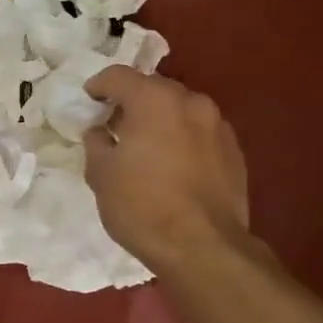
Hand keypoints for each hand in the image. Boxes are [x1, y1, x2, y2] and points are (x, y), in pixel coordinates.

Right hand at [82, 67, 253, 275]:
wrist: (203, 247)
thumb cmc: (142, 206)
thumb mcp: (101, 175)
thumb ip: (96, 144)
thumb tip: (99, 132)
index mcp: (154, 100)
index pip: (118, 76)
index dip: (98, 86)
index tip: (88, 102)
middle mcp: (190, 102)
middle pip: (154, 88)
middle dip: (132, 102)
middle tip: (115, 126)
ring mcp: (218, 125)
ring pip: (181, 110)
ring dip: (160, 120)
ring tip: (146, 147)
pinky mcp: (234, 151)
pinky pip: (200, 133)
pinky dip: (183, 139)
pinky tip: (173, 166)